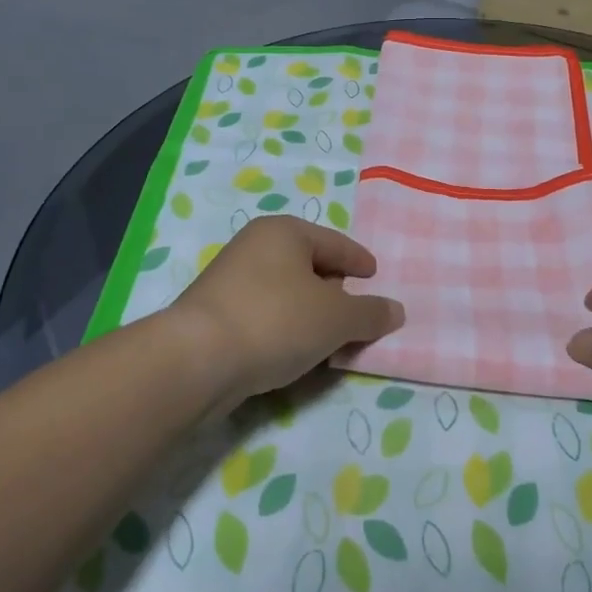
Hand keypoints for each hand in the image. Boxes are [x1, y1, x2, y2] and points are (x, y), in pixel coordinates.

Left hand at [168, 216, 404, 400]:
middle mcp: (255, 245)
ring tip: (329, 339)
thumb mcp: (336, 318)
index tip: (375, 277)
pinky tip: (293, 352)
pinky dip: (285, 327)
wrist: (196, 360)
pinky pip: (265, 313)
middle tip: (355, 314)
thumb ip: (370, 313)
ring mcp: (230, 278)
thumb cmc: (276, 321)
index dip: (359, 261)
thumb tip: (395, 310)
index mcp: (285, 231)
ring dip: (309, 312)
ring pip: (286, 291)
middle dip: (335, 289)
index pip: (336, 243)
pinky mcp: (214, 312)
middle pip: (309, 264)